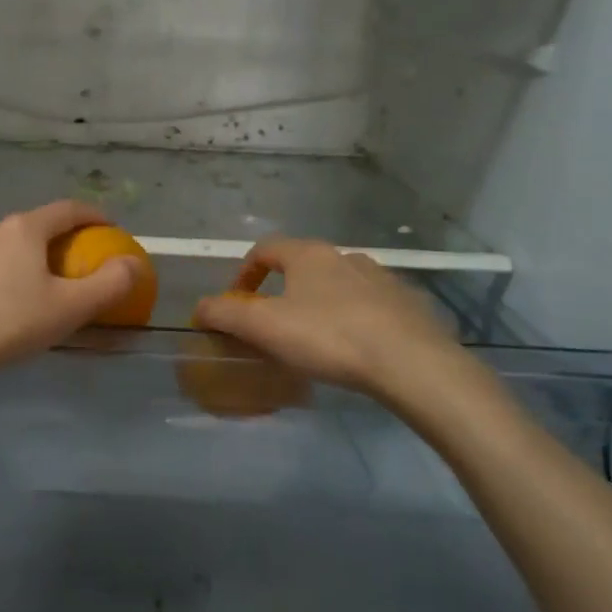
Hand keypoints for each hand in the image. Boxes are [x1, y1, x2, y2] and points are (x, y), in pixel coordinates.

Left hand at [0, 201, 142, 403]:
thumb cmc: (5, 322)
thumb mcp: (68, 309)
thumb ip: (108, 285)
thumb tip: (134, 263)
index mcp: (24, 229)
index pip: (68, 210)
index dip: (94, 216)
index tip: (110, 228)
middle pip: (34, 227)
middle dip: (58, 241)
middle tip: (75, 265)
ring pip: (2, 248)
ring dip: (24, 260)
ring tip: (34, 288)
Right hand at [192, 236, 495, 430]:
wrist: (411, 363)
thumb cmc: (329, 337)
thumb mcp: (264, 327)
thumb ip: (225, 314)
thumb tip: (199, 307)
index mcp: (309, 255)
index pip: (266, 249)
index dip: (245, 271)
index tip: (237, 300)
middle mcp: (345, 256)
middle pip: (304, 265)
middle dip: (284, 289)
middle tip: (275, 323)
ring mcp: (382, 278)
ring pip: (340, 284)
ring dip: (321, 302)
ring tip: (317, 337)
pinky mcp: (409, 304)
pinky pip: (372, 305)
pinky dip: (356, 318)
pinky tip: (356, 348)